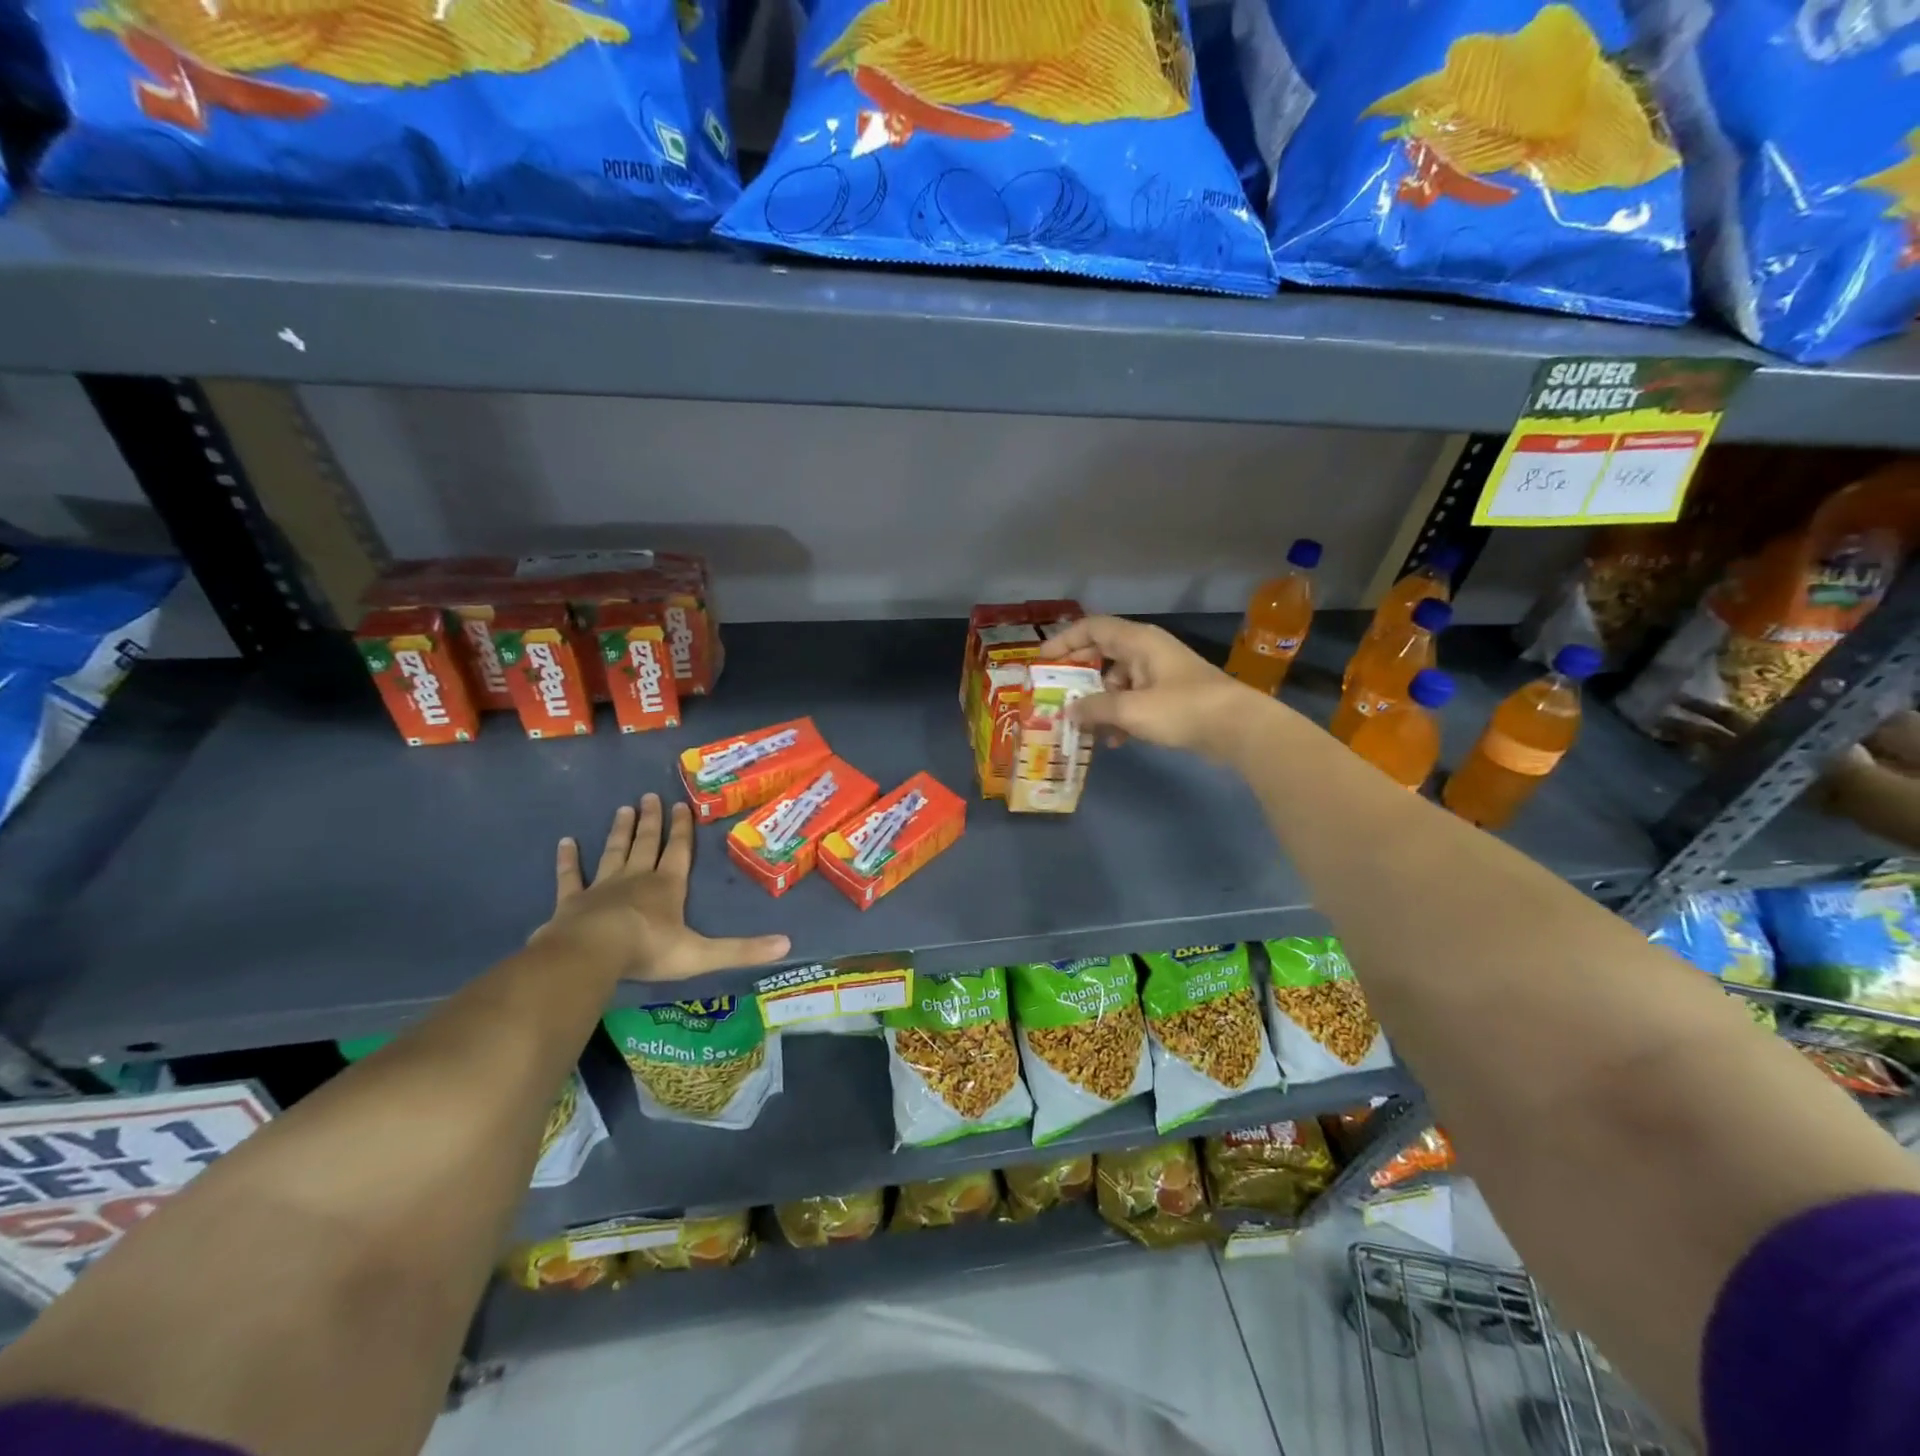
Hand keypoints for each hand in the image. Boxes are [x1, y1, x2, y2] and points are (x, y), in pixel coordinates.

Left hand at [535, 793, 789, 980]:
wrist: (591, 954)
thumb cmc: (649, 950)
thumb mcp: (703, 954)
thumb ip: (743, 950)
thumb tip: (787, 945)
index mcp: (668, 887)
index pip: (679, 852)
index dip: (683, 829)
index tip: (681, 805)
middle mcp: (637, 879)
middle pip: (646, 844)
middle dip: (651, 821)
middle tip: (649, 796)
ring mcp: (602, 888)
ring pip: (614, 852)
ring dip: (620, 831)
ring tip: (623, 809)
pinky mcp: (572, 902)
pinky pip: (571, 877)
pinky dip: (568, 860)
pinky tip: (565, 842)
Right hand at [1040, 615, 1278, 762]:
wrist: (1237, 727)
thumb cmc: (1181, 709)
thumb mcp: (1131, 710)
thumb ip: (1095, 708)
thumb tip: (1069, 710)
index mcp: (1138, 641)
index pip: (1092, 628)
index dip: (1064, 640)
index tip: (1043, 660)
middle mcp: (1147, 650)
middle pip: (1103, 653)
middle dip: (1079, 674)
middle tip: (1058, 693)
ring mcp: (1160, 673)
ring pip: (1118, 680)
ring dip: (1100, 702)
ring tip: (1086, 727)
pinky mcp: (1170, 695)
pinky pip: (1134, 698)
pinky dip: (1121, 715)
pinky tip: (1115, 741)